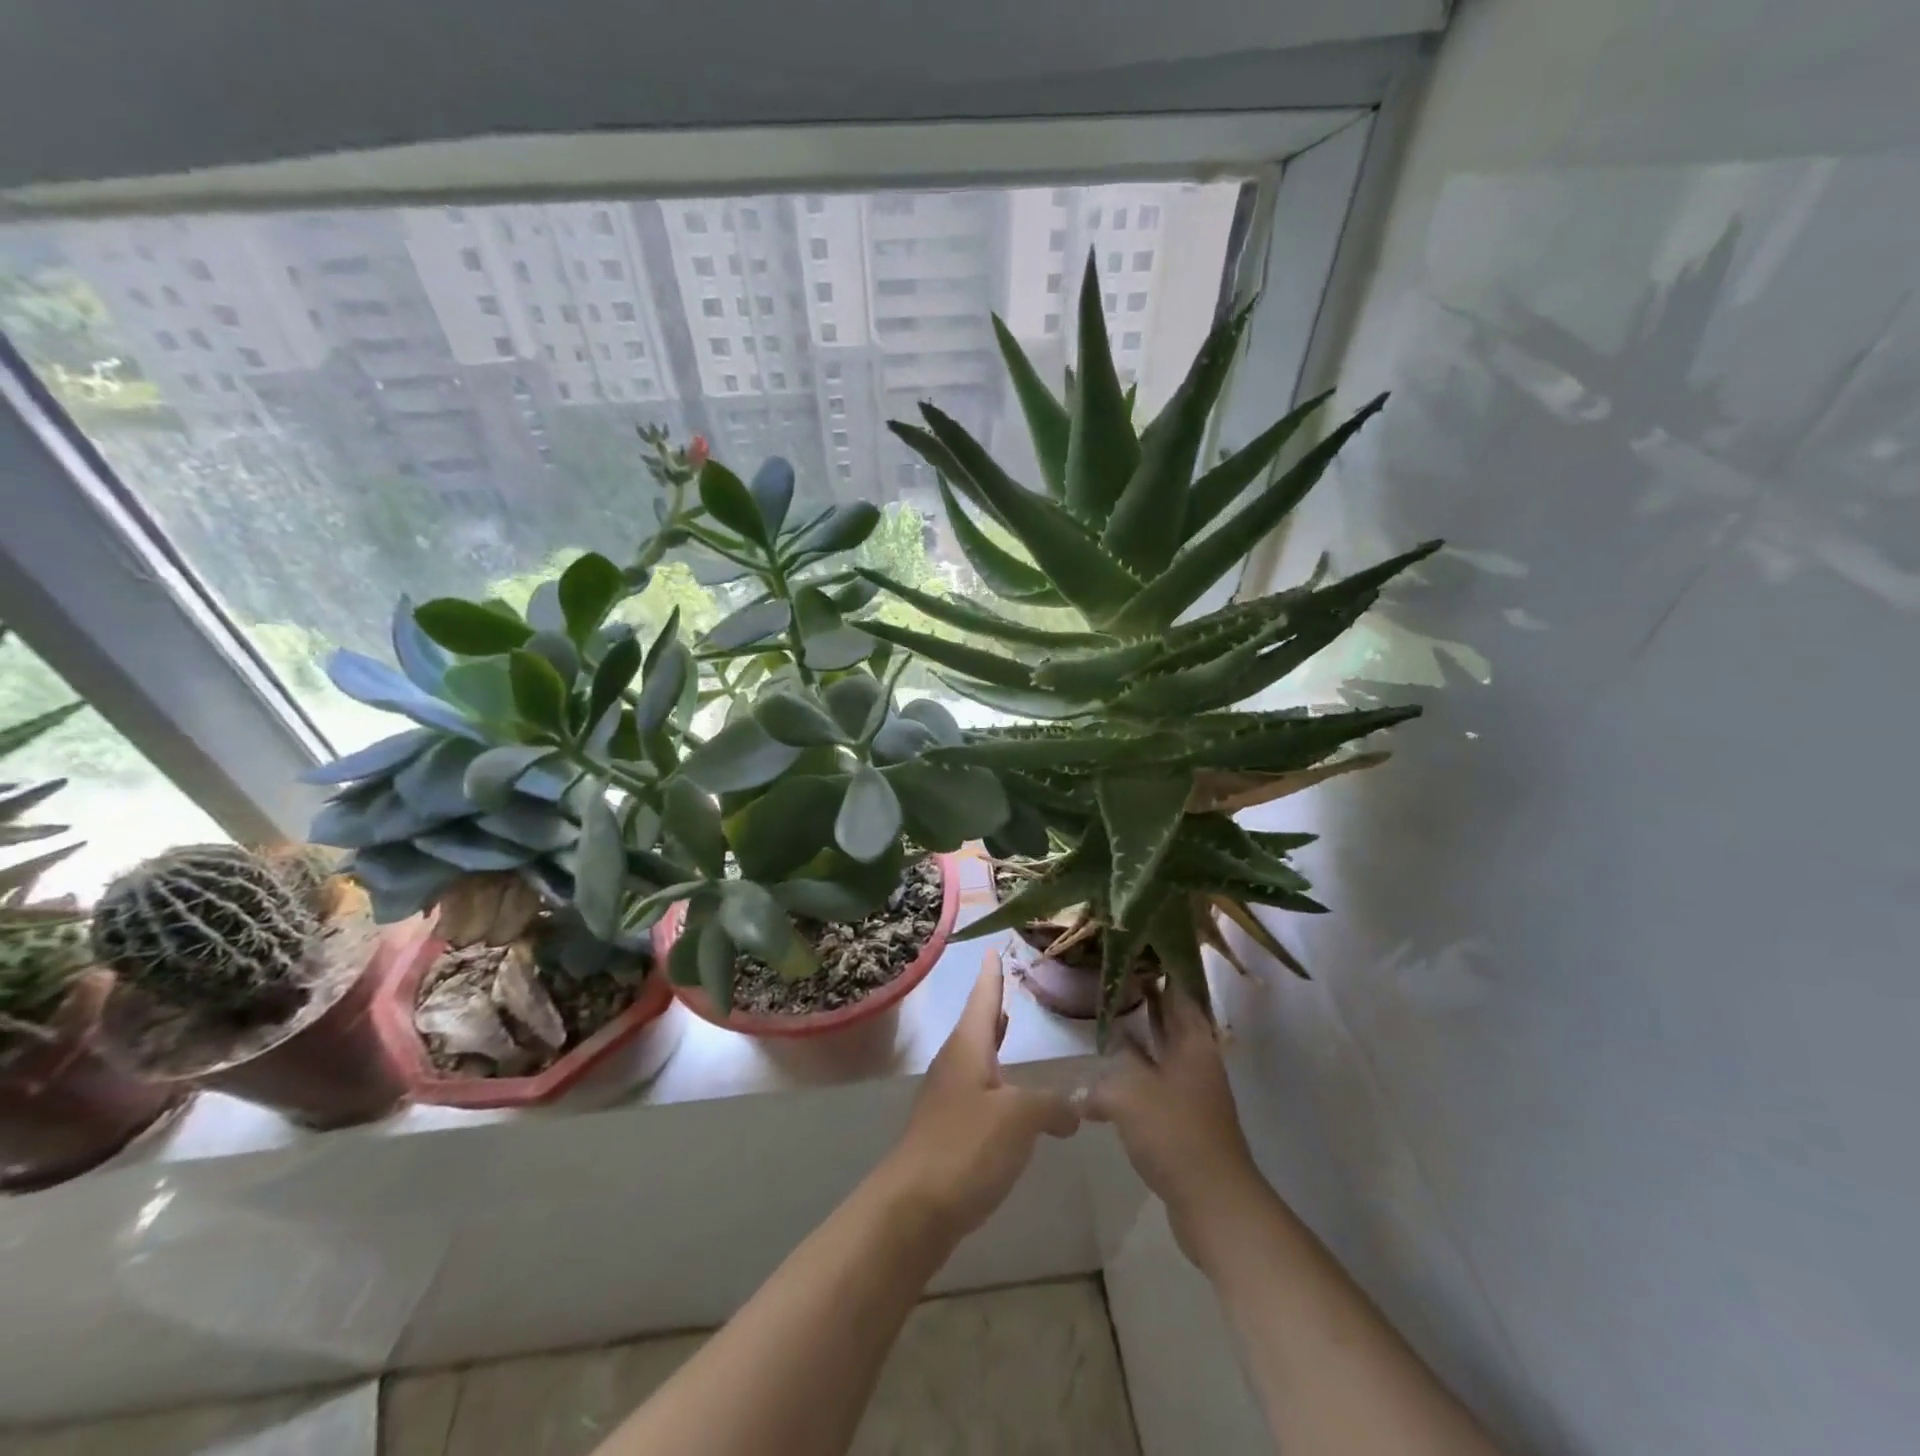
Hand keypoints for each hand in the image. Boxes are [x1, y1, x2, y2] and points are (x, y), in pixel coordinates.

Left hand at [881, 954, 1080, 1238]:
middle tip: (1005, 983)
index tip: (991, 949)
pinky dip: (995, 1080)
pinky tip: (1010, 1097)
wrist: (913, 1208)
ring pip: (975, 1058)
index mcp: (967, 1049)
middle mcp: (954, 1065)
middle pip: (976, 1025)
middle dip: (991, 1005)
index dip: (991, 975)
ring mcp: (947, 1099)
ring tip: (1009, 1026)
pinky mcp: (948, 1130)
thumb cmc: (965, 1147)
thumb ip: (1050, 1105)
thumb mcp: (1018, 1118)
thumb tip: (1074, 1105)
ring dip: (992, 1042)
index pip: (982, 999)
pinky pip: (976, 1090)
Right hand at [1085, 985, 1266, 1268]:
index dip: (1157, 966)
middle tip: (1106, 976)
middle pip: (1168, 1017)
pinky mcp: (1180, 1117)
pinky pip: (1152, 1081)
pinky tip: (1103, 1078)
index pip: (1176, 988)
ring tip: (1099, 1019)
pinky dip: (1131, 1072)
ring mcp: (1190, 1089)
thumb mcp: (1129, 1092)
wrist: (1214, 1203)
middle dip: (1141, 997)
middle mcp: (1195, 1057)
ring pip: (1159, 1049)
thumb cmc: (1176, 1133)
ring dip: (1134, 1036)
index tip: (1130, 946)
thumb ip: (1101, 1079)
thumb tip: (1080, 1087)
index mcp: (1192, 1040)